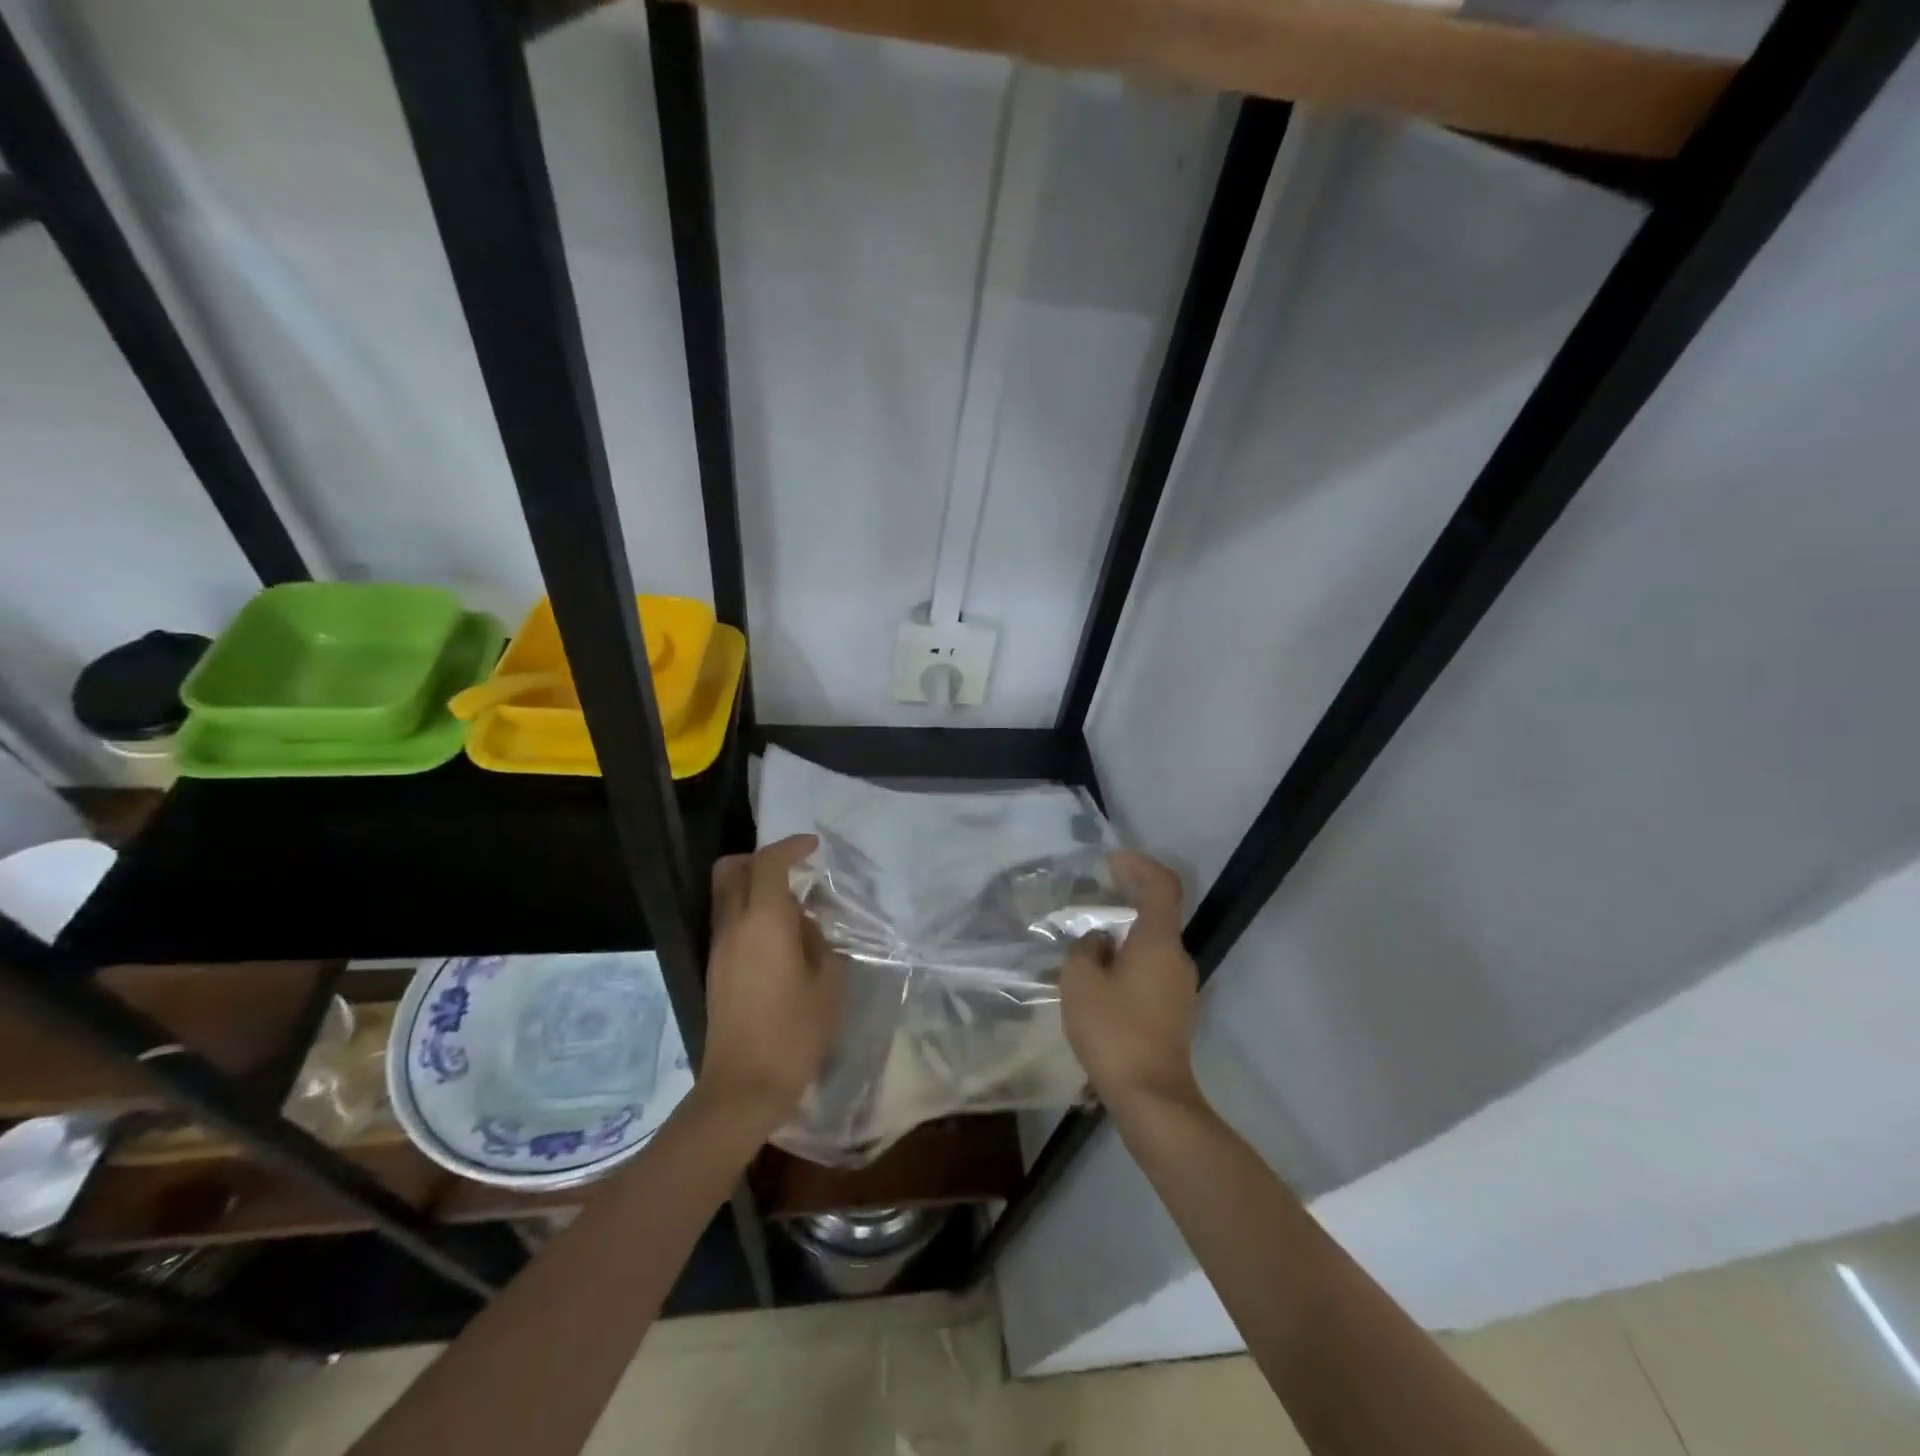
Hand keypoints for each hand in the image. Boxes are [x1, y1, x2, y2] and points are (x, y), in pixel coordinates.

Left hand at [699, 834, 842, 1136]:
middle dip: (760, 858)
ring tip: (793, 905)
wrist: (744, 1086)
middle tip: (793, 868)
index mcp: (764, 921)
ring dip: (754, 885)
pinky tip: (781, 936)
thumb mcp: (828, 982)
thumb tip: (804, 924)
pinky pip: (729, 920)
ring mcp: (719, 948)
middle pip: (731, 870)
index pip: (768, 863)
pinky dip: (750, 910)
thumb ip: (818, 941)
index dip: (791, 847)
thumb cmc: (795, 1032)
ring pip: (726, 895)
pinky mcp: (715, 969)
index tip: (813, 847)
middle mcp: (733, 926)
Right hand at [1061, 850, 1201, 1112]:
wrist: (1151, 1096)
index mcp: (1159, 941)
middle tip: (1093, 898)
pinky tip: (1101, 977)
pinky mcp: (1175, 1012)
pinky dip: (1130, 959)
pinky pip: (1153, 970)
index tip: (1112, 861)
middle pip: (1159, 914)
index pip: (1162, 885)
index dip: (1140, 865)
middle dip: (1128, 899)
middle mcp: (1178, 958)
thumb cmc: (1114, 1030)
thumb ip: (1085, 950)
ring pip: (1154, 945)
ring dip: (1126, 934)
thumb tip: (1099, 943)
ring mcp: (1181, 987)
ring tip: (1089, 941)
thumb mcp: (1081, 982)